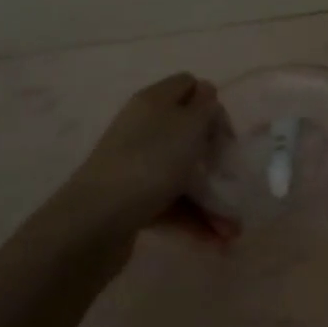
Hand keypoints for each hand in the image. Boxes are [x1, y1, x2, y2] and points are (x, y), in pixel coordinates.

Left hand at [23, 74, 238, 259]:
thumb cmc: (150, 163)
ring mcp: (136, 166)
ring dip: (211, 200)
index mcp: (154, 102)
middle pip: (189, 136)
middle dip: (216, 163)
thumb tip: (206, 94)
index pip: (189, 86)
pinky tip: (216, 240)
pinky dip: (194, 220)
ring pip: (183, 176)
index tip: (225, 137)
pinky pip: (171, 204)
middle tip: (232, 182)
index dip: (212, 106)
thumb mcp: (188, 125)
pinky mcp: (132, 200)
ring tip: (232, 231)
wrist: (95, 222)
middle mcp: (143, 129)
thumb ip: (205, 106)